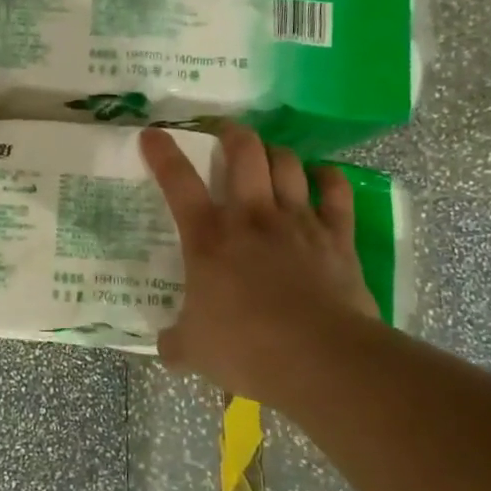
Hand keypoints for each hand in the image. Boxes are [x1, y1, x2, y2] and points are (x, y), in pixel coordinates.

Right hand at [141, 122, 379, 401]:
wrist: (319, 358)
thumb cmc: (245, 348)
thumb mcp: (195, 350)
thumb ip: (176, 342)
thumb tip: (165, 348)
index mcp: (208, 238)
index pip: (178, 182)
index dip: (163, 153)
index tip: (153, 134)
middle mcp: (251, 217)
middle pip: (244, 153)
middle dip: (232, 134)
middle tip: (225, 132)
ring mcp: (297, 222)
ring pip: (287, 164)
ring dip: (275, 152)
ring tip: (268, 153)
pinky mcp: (336, 237)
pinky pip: (337, 193)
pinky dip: (329, 178)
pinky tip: (323, 175)